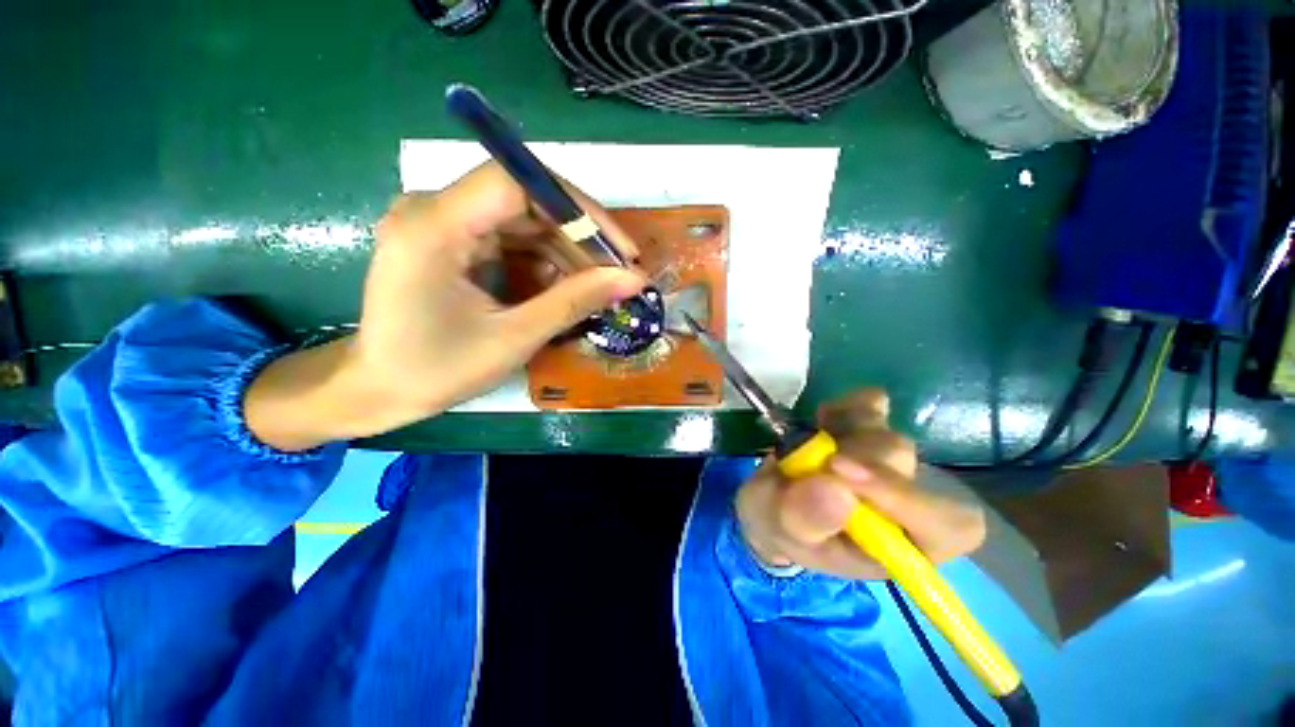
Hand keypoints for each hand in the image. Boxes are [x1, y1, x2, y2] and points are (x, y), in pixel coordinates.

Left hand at [245, 162, 646, 449]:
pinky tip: (564, 287)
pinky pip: (510, 237)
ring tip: (597, 285)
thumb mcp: (515, 337)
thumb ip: (575, 301)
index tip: (618, 247)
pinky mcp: (450, 240)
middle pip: (524, 199)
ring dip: (565, 251)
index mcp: (434, 227)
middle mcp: (432, 209)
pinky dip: (543, 260)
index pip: (517, 181)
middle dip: (578, 236)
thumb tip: (633, 279)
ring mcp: (441, 222)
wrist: (377, 389)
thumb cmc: (438, 371)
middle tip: (618, 272)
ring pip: (522, 219)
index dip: (577, 208)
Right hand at [735, 390, 985, 578]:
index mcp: (896, 544)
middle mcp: (903, 502)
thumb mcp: (778, 529)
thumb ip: (805, 518)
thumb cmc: (780, 526)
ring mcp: (888, 462)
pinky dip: (846, 406)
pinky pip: (872, 404)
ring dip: (843, 434)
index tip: (839, 470)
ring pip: (886, 434)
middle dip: (852, 456)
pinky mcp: (868, 431)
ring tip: (808, 447)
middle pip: (907, 466)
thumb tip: (838, 490)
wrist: (771, 500)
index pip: (946, 526)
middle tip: (814, 459)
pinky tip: (823, 419)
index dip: (905, 496)